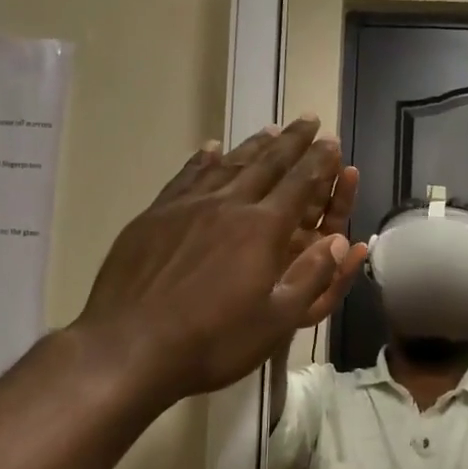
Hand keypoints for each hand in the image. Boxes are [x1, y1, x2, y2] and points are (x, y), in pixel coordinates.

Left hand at [74, 119, 367, 404]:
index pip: (299, 185)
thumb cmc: (211, 342)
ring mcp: (187, 206)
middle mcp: (228, 205)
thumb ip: (311, 277)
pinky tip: (211, 148)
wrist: (127, 347)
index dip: (319, 162)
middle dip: (292, 141)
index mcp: (262, 230)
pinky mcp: (154, 215)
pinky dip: (204, 159)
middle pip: (267, 164)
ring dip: (253, 145)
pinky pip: (187, 176)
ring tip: (270, 129)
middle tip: (308, 120)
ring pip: (228, 164)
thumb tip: (340, 241)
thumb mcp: (275, 322)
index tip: (330, 140)